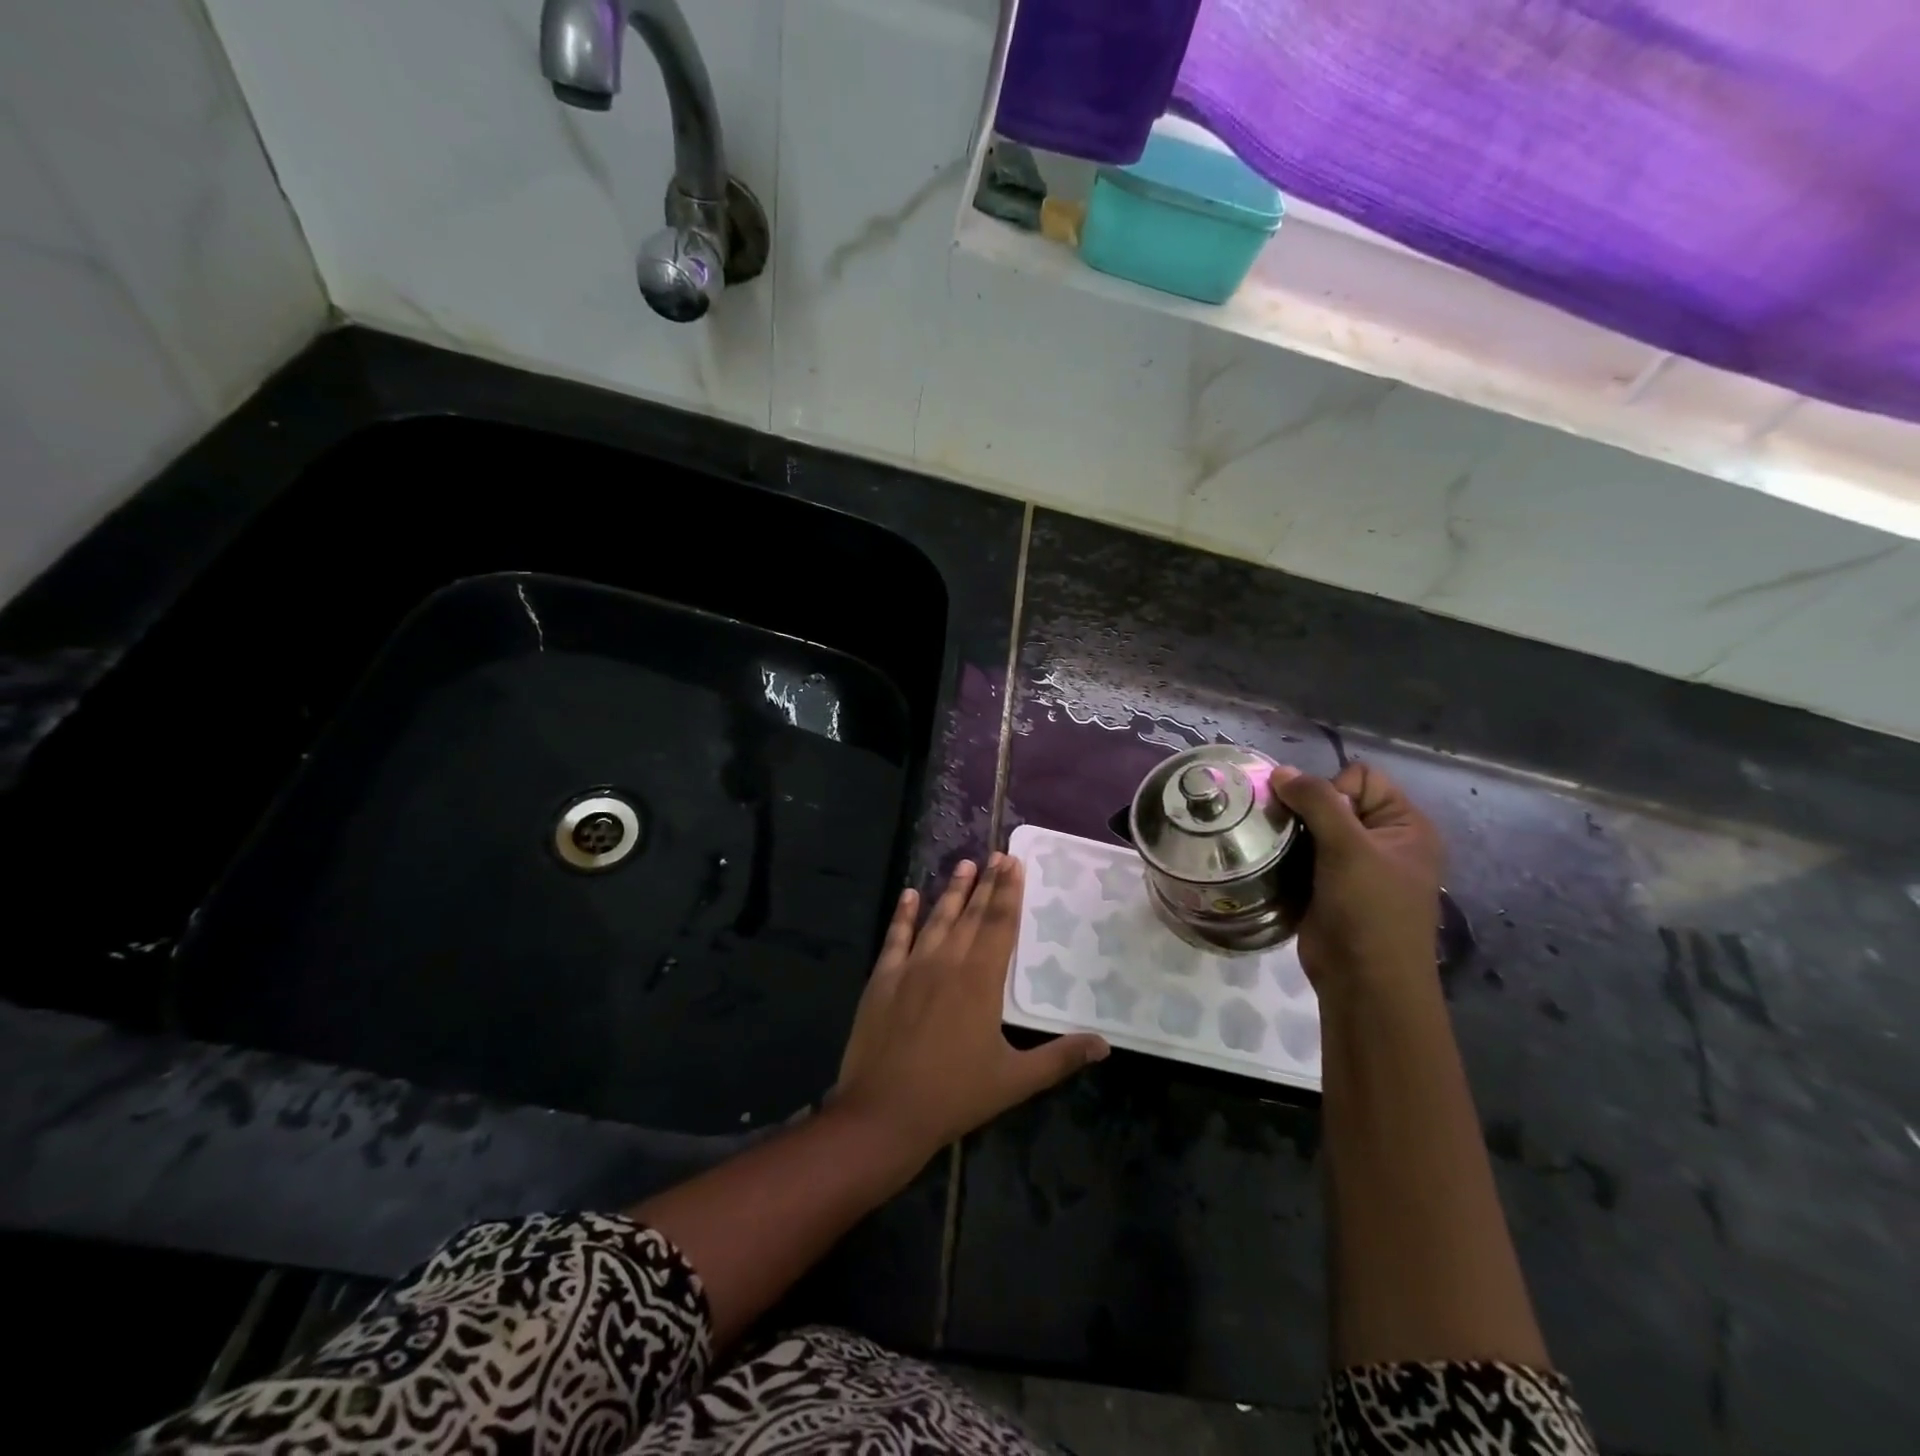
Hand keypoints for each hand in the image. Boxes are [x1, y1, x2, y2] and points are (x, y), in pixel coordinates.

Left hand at [834, 855, 1108, 1157]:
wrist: (884, 1112)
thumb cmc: (954, 1095)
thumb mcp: (1015, 1080)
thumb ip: (1060, 1057)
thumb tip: (1105, 1046)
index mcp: (981, 980)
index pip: (1000, 924)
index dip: (1008, 892)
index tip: (1014, 863)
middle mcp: (948, 961)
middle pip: (972, 914)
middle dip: (986, 883)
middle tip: (997, 854)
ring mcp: (911, 966)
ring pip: (937, 918)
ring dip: (952, 890)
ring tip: (964, 864)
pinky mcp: (883, 978)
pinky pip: (896, 936)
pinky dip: (903, 914)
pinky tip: (910, 894)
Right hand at [1272, 762, 1442, 1001]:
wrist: (1364, 982)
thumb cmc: (1370, 910)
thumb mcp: (1349, 848)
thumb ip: (1317, 802)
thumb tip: (1281, 770)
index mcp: (1405, 825)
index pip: (1361, 778)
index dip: (1333, 790)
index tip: (1319, 822)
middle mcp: (1383, 840)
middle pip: (1334, 800)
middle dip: (1304, 809)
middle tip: (1283, 829)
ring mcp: (1355, 865)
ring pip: (1313, 827)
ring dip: (1290, 832)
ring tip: (1271, 843)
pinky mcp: (1329, 886)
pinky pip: (1302, 854)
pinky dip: (1286, 854)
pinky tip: (1270, 861)